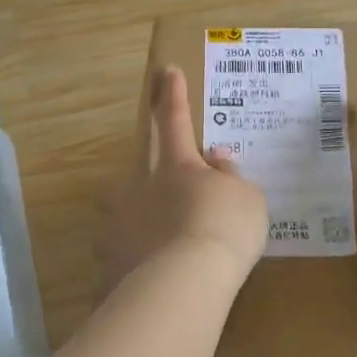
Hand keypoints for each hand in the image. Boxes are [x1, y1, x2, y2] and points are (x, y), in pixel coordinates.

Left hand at [98, 68, 268, 294]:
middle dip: (153, 188)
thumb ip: (230, 175)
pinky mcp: (109, 263)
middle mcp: (141, 189)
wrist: (185, 280)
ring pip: (124, 218)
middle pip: (139, 177)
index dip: (173, 96)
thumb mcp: (246, 197)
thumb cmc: (224, 227)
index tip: (166, 70)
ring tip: (161, 255)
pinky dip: (136, 268)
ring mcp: (119, 225)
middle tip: (174, 211)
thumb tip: (217, 158)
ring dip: (140, 229)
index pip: (175, 122)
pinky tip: (152, 286)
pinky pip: (124, 260)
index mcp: (177, 167)